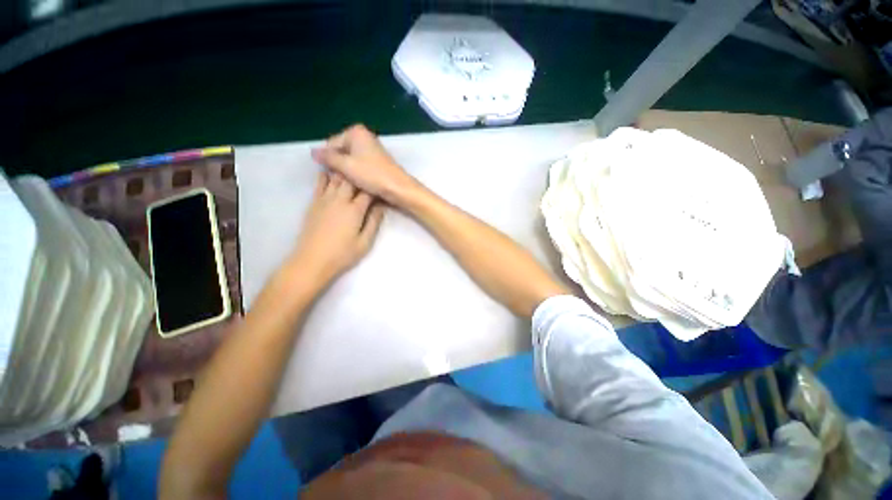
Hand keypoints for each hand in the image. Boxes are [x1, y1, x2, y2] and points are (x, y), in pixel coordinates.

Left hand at [285, 171, 384, 290]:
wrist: (312, 260)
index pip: (368, 191)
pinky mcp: (314, 203)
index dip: (375, 185)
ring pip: (335, 178)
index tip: (381, 183)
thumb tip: (381, 206)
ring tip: (351, 164)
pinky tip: (329, 170)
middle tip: (367, 171)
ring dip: (344, 170)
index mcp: (355, 210)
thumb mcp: (365, 242)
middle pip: (351, 180)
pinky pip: (320, 184)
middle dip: (360, 174)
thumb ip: (374, 222)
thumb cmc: (342, 254)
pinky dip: (325, 175)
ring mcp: (324, 200)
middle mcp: (340, 200)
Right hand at [311, 124, 417, 204]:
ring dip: (348, 170)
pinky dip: (357, 172)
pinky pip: (360, 164)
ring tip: (351, 182)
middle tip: (342, 179)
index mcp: (356, 132)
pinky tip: (360, 182)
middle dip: (339, 165)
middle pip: (341, 151)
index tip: (334, 175)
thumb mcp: (346, 166)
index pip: (331, 145)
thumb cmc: (372, 175)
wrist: (398, 187)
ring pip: (350, 159)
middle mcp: (364, 136)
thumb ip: (328, 158)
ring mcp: (372, 148)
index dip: (329, 161)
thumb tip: (312, 151)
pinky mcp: (377, 159)